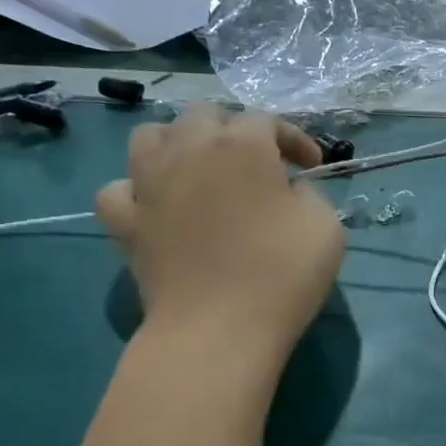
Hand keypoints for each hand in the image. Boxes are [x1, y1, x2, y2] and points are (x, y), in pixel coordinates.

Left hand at [95, 106, 344, 355]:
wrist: (218, 330)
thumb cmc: (282, 273)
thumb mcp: (326, 226)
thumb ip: (309, 194)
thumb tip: (288, 191)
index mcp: (242, 145)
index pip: (267, 120)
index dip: (294, 139)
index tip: (312, 167)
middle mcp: (189, 149)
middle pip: (204, 115)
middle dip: (234, 130)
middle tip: (258, 164)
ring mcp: (148, 183)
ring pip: (151, 136)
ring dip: (178, 143)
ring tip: (199, 170)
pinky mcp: (125, 221)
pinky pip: (120, 189)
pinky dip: (138, 190)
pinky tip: (157, 206)